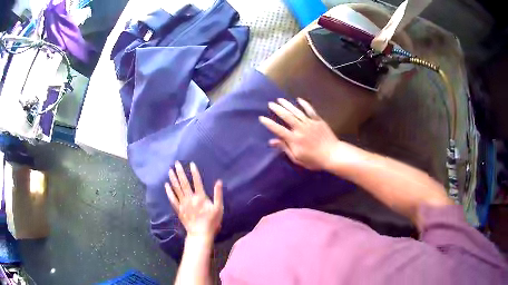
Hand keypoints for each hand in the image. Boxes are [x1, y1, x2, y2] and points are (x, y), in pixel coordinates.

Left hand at [165, 161, 222, 239]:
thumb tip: (219, 181)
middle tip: (176, 163)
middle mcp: (190, 198)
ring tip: (170, 170)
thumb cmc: (212, 221)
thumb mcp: (219, 208)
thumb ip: (218, 194)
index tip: (191, 163)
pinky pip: (172, 199)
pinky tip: (166, 185)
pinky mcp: (178, 209)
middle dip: (180, 172)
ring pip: (176, 189)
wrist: (200, 234)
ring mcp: (183, 204)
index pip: (197, 181)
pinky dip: (169, 192)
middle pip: (184, 183)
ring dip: (173, 179)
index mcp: (200, 197)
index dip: (194, 172)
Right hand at [259, 98, 339, 169]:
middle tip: (270, 104)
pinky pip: (310, 110)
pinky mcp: (318, 120)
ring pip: (296, 111)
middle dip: (277, 109)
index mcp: (294, 139)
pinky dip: (305, 104)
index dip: (269, 124)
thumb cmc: (314, 160)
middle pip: (287, 116)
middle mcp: (300, 129)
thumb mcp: (297, 158)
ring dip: (288, 105)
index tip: (262, 118)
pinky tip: (299, 99)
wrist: (333, 155)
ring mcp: (310, 123)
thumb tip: (272, 141)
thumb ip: (285, 148)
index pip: (279, 130)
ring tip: (280, 99)